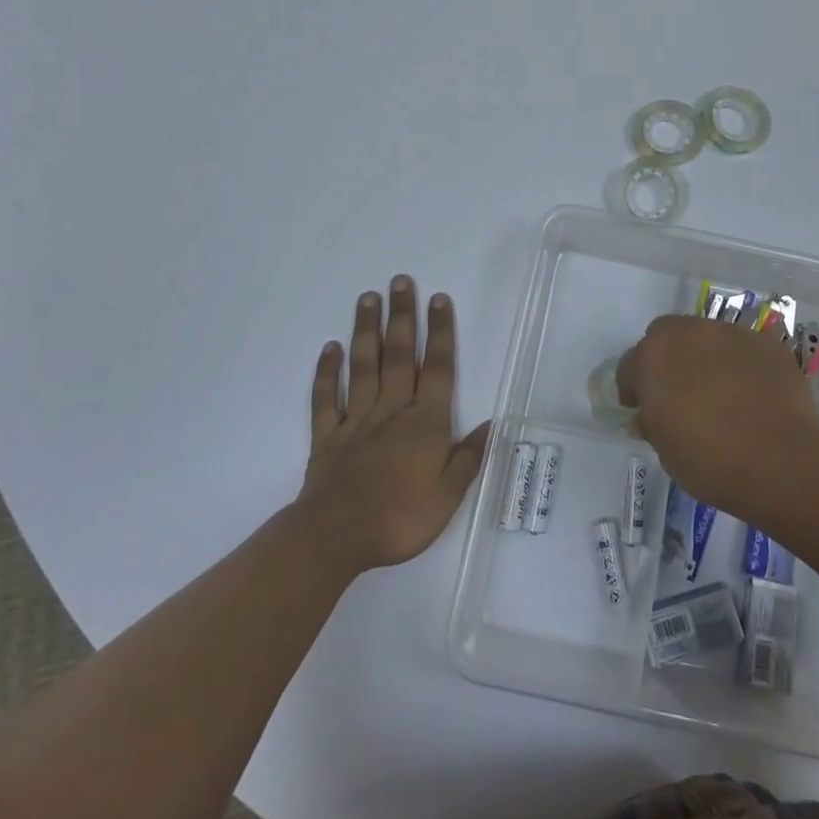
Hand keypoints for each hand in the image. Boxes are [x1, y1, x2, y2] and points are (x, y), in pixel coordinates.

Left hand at [296, 276, 489, 572]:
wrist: (335, 538)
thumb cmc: (399, 518)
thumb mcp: (448, 497)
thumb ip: (468, 458)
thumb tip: (492, 425)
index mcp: (425, 422)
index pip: (437, 368)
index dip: (440, 333)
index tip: (438, 299)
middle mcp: (392, 410)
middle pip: (399, 355)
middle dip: (402, 316)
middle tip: (400, 280)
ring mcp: (356, 420)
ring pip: (363, 367)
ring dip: (366, 331)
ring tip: (367, 298)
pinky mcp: (327, 437)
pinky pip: (326, 398)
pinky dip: (327, 372)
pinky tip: (329, 348)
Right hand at [615, 315, 818, 521]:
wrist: (781, 461)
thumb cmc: (710, 461)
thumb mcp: (666, 451)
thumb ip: (652, 424)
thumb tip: (648, 416)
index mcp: (653, 357)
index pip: (630, 365)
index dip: (633, 388)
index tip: (642, 410)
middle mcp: (688, 333)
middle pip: (666, 336)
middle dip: (667, 359)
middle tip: (678, 393)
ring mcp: (730, 333)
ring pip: (706, 337)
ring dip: (704, 357)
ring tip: (720, 393)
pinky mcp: (766, 343)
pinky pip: (743, 349)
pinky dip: (741, 365)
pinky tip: (752, 394)